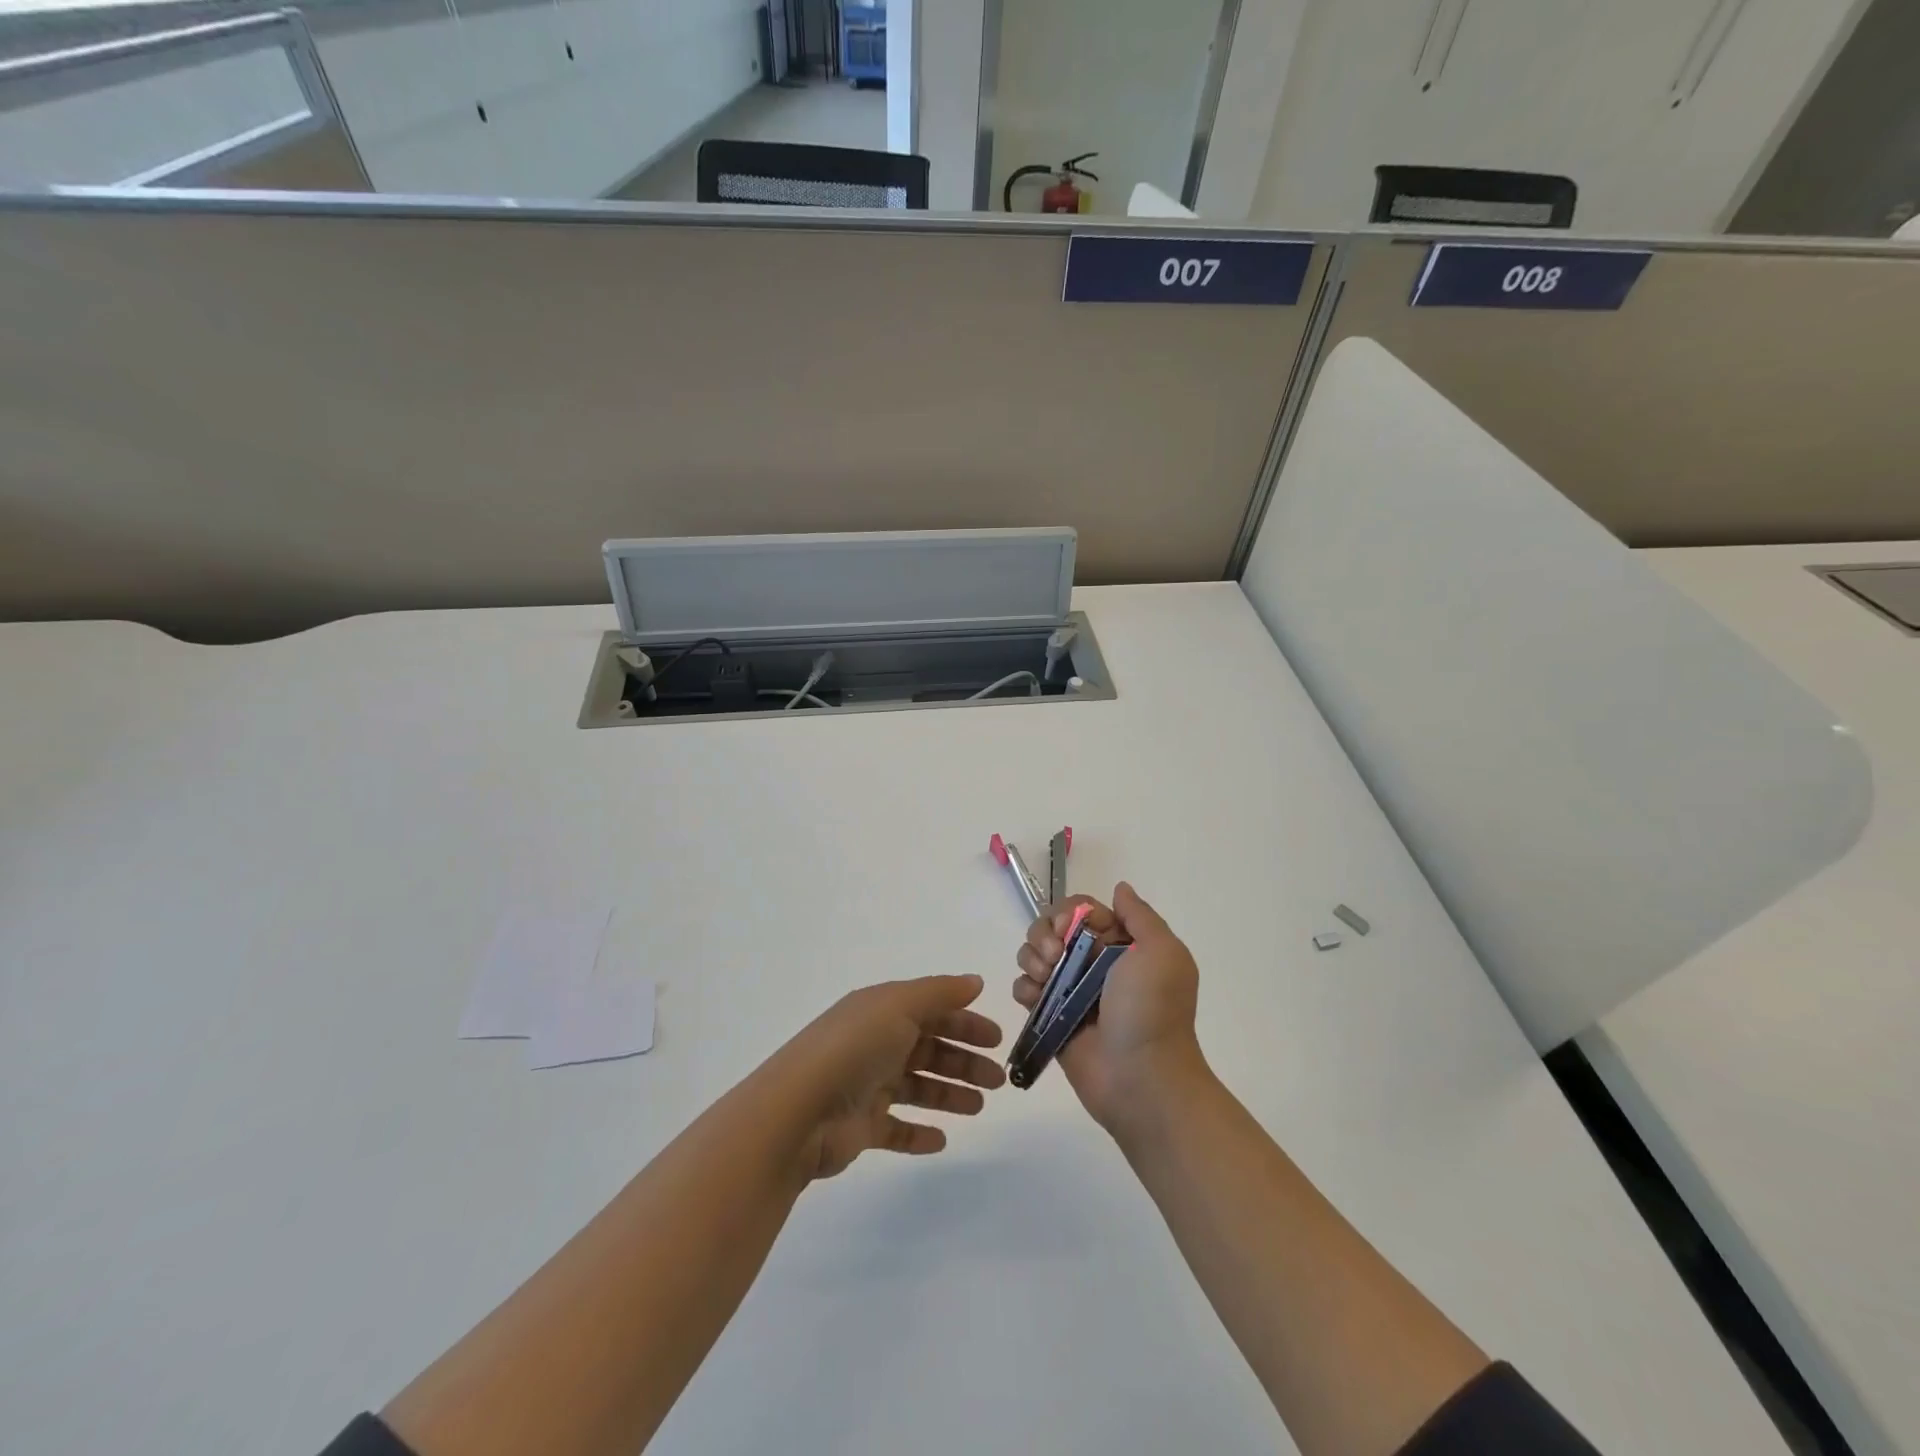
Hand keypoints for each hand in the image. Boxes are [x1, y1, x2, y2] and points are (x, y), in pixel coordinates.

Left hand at [773, 974, 1005, 1180]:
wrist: (798, 1112)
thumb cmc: (853, 1049)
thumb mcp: (898, 1006)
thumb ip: (940, 993)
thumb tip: (975, 982)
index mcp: (881, 1011)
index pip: (932, 1011)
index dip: (965, 1023)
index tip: (997, 1039)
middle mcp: (875, 1044)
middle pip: (928, 1049)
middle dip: (964, 1061)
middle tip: (998, 1079)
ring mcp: (867, 1086)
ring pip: (917, 1087)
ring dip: (949, 1094)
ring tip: (978, 1108)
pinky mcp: (861, 1127)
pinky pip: (896, 1129)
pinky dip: (918, 1133)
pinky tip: (941, 1140)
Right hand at [1013, 882, 1203, 1131]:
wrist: (1142, 1079)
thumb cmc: (1152, 1011)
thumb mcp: (1162, 952)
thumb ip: (1140, 916)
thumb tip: (1120, 888)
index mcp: (1122, 945)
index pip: (1082, 910)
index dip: (1068, 912)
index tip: (1068, 929)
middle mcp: (1094, 963)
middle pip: (1052, 928)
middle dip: (1044, 934)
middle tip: (1054, 956)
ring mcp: (1070, 991)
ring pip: (1034, 955)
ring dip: (1031, 958)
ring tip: (1046, 979)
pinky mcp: (1051, 1017)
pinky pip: (1024, 989)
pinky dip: (1025, 988)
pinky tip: (1035, 1000)